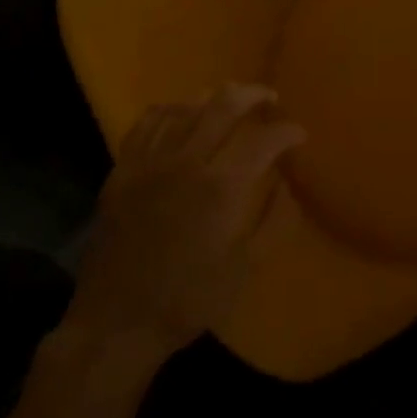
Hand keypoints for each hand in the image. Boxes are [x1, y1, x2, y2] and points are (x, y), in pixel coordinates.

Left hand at [62, 83, 305, 370]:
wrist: (117, 323)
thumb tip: (287, 184)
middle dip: (254, 95)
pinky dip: (169, 109)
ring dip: (213, 97)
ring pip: (186, 107)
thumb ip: (273, 222)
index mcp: (222, 188)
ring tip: (229, 100)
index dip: (287, 131)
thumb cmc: (188, 301)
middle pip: (225, 105)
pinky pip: (148, 122)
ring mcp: (151, 161)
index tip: (299, 134)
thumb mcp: (244, 270)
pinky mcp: (123, 168)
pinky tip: (179, 112)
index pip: (264, 140)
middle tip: (270, 98)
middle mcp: (187, 162)